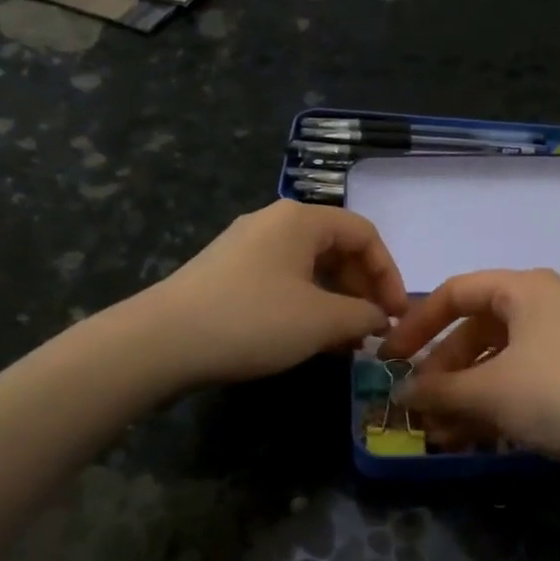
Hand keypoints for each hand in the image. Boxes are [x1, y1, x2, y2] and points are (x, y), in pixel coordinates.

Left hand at [145, 201, 408, 387]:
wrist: (162, 341)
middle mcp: (274, 222)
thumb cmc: (253, 320)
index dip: (389, 273)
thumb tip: (379, 317)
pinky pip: (282, 280)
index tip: (397, 313)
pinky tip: (308, 338)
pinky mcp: (227, 272)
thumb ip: (363, 315)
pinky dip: (306, 304)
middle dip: (362, 288)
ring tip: (345, 340)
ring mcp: (246, 246)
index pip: (364, 234)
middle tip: (373, 328)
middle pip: (336, 247)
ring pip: (309, 267)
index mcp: (301, 219)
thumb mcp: (321, 321)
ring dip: (336, 300)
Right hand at [377, 269, 559, 470]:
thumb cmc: (557, 395)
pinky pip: (518, 383)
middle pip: (475, 331)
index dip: (417, 324)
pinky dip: (491, 405)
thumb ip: (438, 390)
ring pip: (496, 362)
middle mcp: (542, 307)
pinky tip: (466, 437)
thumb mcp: (489, 390)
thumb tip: (400, 395)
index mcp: (524, 289)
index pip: (455, 293)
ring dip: (463, 395)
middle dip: (442, 371)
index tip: (390, 357)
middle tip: (417, 403)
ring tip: (436, 431)